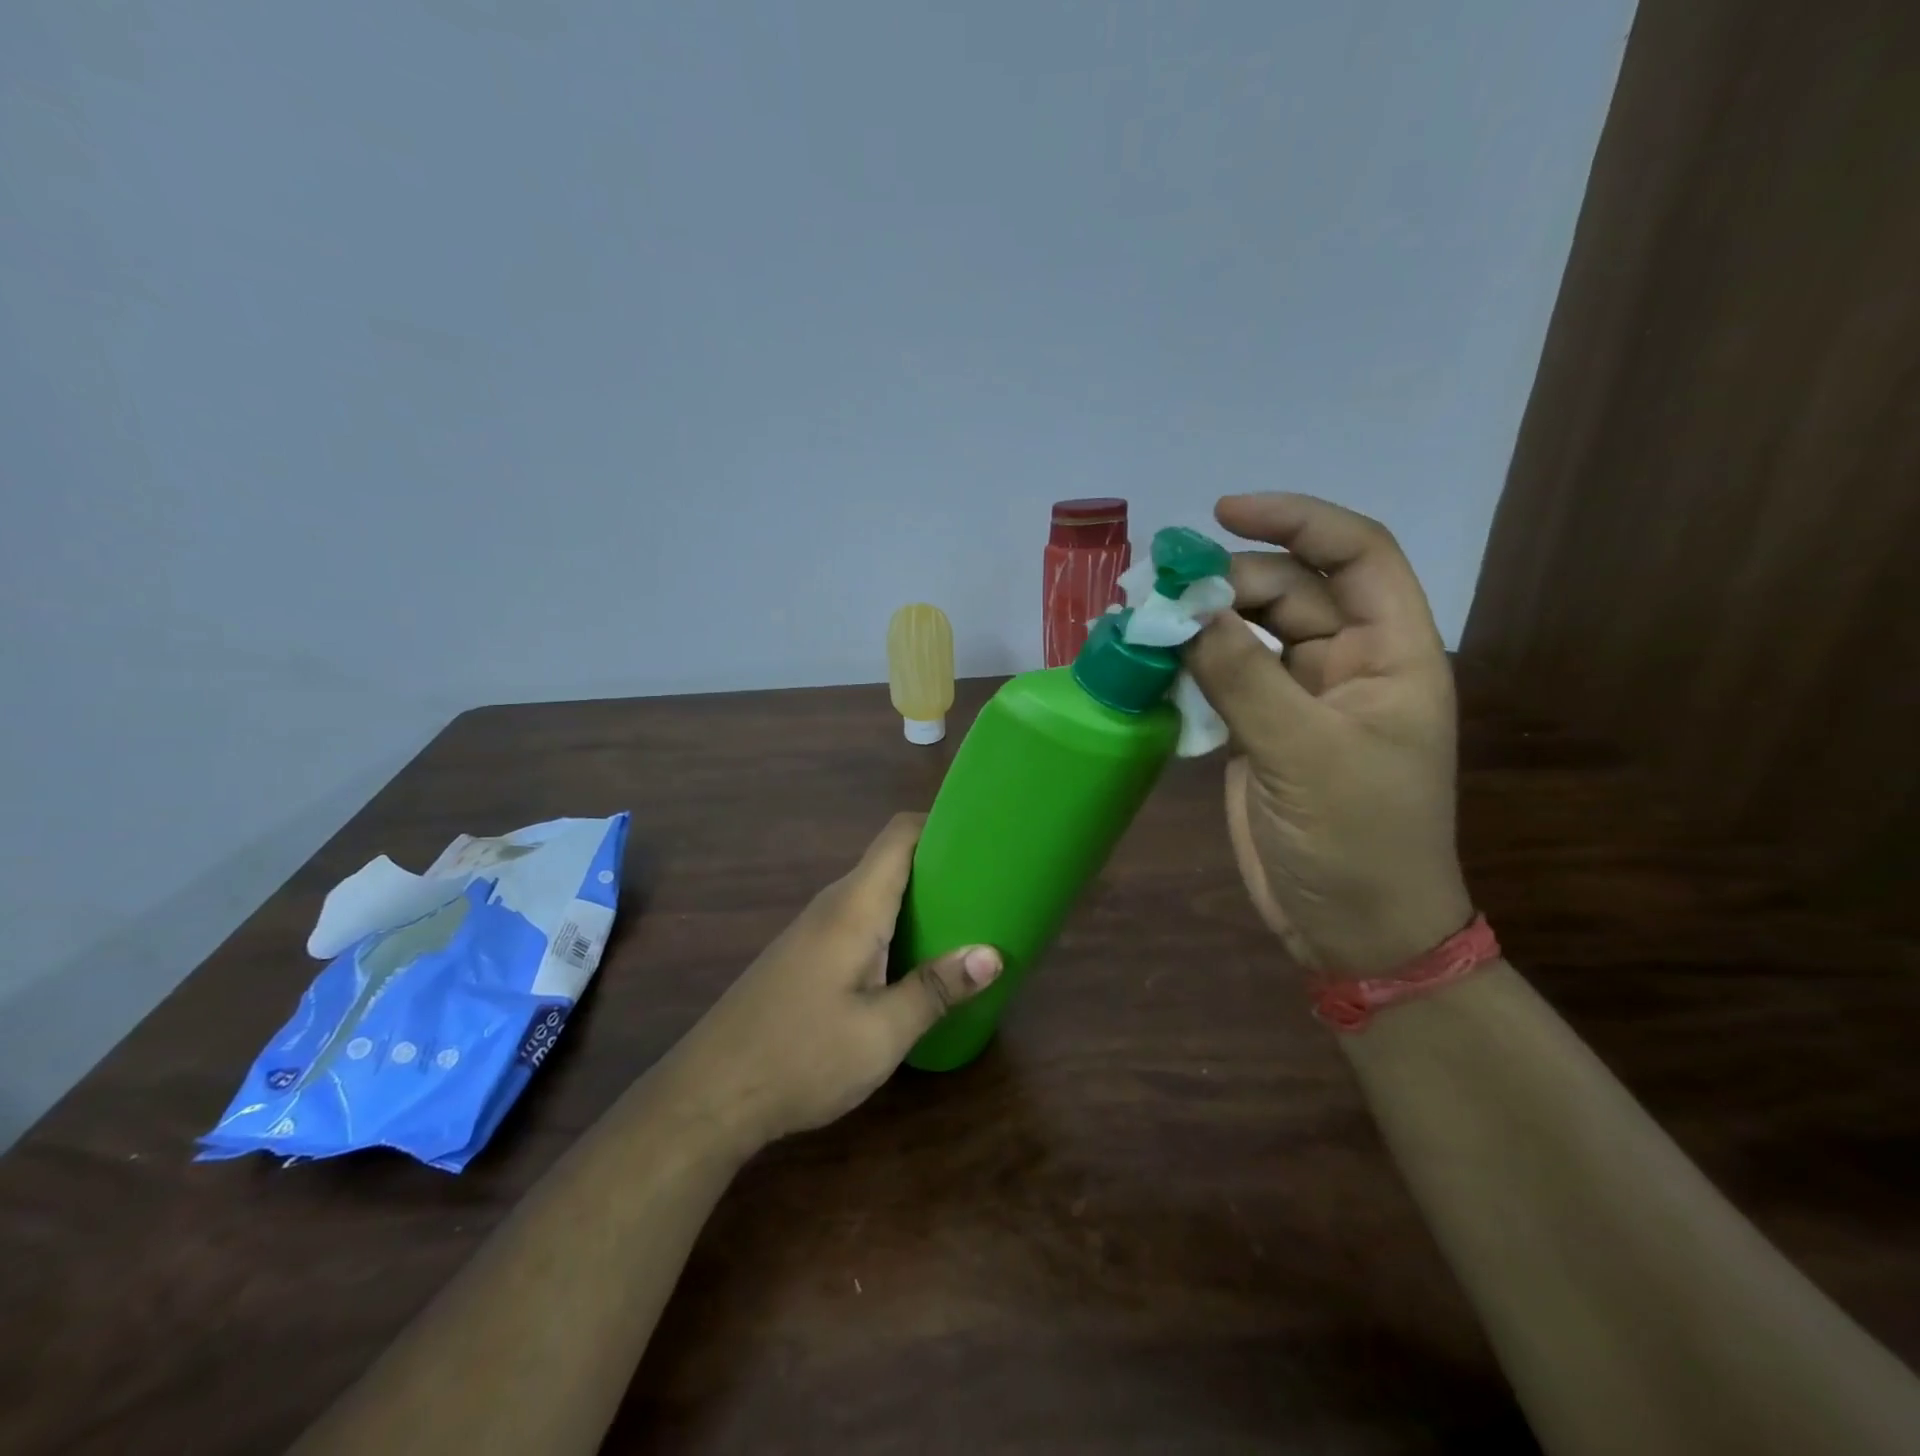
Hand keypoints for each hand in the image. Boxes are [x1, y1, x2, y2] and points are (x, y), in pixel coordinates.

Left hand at [669, 813, 1000, 1148]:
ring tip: (966, 922)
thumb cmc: (801, 1057)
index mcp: (854, 907)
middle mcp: (833, 905)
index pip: (899, 835)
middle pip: (892, 861)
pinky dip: (895, 925)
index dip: (941, 824)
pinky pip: (860, 920)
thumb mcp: (881, 1033)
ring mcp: (814, 930)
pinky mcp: (805, 955)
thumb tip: (993, 954)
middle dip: (941, 867)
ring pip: (876, 893)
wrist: (709, 1096)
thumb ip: (936, 989)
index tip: (984, 837)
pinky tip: (915, 961)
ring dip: (919, 900)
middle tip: (989, 888)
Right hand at [1185, 493, 1472, 976]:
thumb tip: (1184, 608)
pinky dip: (1186, 667)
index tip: (1222, 512)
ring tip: (1142, 619)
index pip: (1356, 554)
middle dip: (1225, 580)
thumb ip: (1242, 676)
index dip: (1295, 520)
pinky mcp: (1260, 731)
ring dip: (1198, 622)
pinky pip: (1221, 678)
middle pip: (1286, 590)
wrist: (1351, 929)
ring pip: (1246, 633)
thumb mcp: (1304, 753)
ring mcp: (1299, 699)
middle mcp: (1346, 664)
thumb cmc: (1357, 841)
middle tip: (1159, 591)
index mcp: (1391, 654)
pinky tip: (1149, 665)